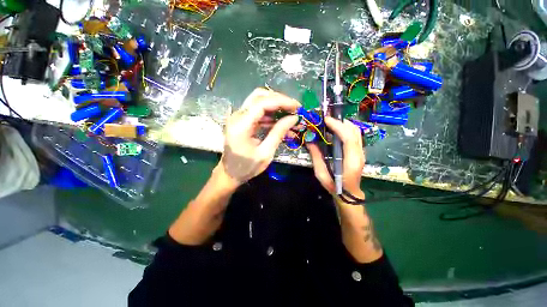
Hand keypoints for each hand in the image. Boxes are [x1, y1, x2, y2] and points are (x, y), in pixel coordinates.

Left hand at [218, 88, 299, 186]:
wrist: (230, 174)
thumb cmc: (246, 167)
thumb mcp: (265, 153)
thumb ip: (278, 133)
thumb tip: (294, 118)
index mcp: (241, 124)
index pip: (262, 102)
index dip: (282, 101)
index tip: (298, 107)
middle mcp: (238, 116)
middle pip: (260, 96)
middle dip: (280, 101)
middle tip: (294, 110)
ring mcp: (239, 117)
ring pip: (260, 102)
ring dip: (277, 108)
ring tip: (292, 118)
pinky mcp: (243, 121)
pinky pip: (259, 113)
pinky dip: (272, 116)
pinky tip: (283, 124)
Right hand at [306, 117, 365, 197]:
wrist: (349, 194)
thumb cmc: (334, 186)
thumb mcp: (321, 174)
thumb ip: (316, 156)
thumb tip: (309, 141)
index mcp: (351, 161)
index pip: (349, 138)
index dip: (338, 126)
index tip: (326, 120)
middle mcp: (359, 154)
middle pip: (355, 131)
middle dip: (341, 122)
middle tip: (326, 119)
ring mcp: (361, 152)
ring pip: (356, 132)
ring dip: (344, 124)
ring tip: (330, 123)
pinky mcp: (359, 152)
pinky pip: (355, 135)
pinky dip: (346, 129)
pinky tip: (336, 130)